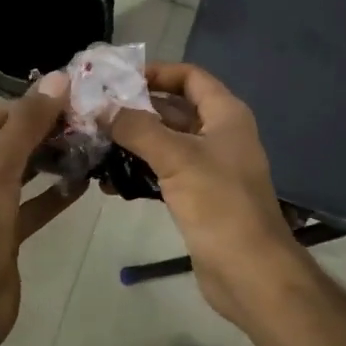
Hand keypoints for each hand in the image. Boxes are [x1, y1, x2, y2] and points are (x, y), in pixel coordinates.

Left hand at [0, 73, 85, 344]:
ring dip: (49, 160)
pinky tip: (82, 183)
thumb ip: (28, 122)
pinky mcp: (1, 232)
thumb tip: (59, 78)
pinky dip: (52, 193)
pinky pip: (30, 204)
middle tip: (78, 126)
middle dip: (39, 132)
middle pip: (2, 140)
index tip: (54, 109)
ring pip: (19, 172)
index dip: (16, 108)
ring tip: (86, 148)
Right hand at [110, 64, 308, 327]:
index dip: (157, 72)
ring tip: (94, 143)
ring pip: (166, 143)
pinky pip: (165, 172)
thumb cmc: (219, 204)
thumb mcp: (176, 158)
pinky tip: (109, 183)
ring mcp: (210, 167)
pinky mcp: (199, 196)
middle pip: (174, 109)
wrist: (250, 272)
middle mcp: (220, 134)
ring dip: (134, 142)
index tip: (118, 79)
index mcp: (226, 115)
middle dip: (136, 109)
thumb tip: (101, 108)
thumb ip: (137, 128)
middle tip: (95, 110)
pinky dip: (141, 172)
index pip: (190, 77)